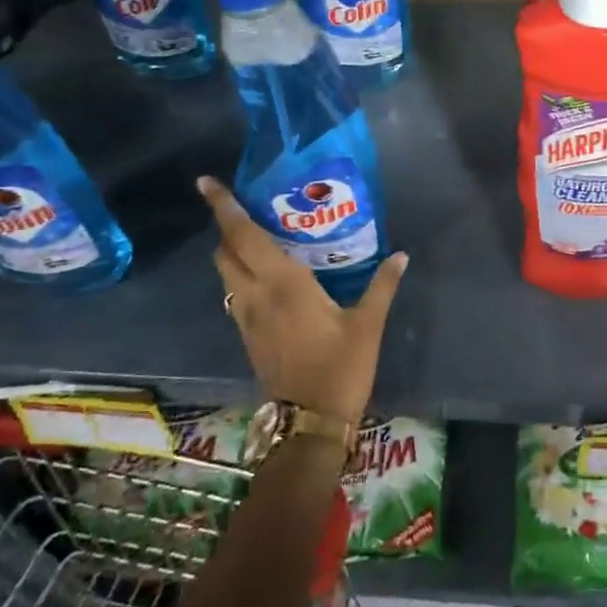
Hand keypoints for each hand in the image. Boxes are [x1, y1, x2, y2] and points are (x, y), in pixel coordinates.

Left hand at [199, 176, 407, 423]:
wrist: (308, 423)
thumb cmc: (339, 368)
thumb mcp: (367, 324)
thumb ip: (382, 285)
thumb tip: (400, 255)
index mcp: (283, 284)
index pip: (244, 237)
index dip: (224, 209)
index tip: (206, 183)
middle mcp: (256, 294)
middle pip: (225, 252)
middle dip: (227, 226)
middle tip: (245, 207)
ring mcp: (247, 317)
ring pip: (226, 273)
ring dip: (232, 251)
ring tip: (256, 235)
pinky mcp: (248, 335)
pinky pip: (235, 292)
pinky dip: (240, 273)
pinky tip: (266, 275)